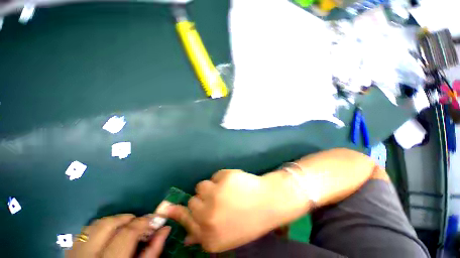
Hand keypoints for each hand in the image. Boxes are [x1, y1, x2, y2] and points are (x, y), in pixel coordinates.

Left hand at [66, 214, 170, 257]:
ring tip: (124, 228)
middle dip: (126, 218)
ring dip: (113, 222)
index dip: (143, 222)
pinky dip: (99, 228)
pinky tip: (108, 235)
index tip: (154, 218)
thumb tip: (165, 228)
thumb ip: (153, 250)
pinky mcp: (71, 252)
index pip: (127, 234)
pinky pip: (85, 232)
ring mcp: (75, 254)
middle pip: (107, 225)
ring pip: (94, 226)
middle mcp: (88, 257)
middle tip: (138, 223)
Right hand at [160, 169, 307, 252]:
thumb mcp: (226, 236)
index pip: (185, 220)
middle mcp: (208, 217)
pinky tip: (233, 183)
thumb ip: (203, 235)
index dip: (179, 212)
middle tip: (218, 199)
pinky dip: (221, 178)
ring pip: (201, 185)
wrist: (269, 201)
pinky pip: (214, 176)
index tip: (167, 207)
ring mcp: (215, 195)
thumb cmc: (249, 220)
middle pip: (192, 200)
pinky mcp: (223, 178)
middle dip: (202, 199)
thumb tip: (187, 235)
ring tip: (226, 190)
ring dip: (211, 187)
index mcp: (209, 236)